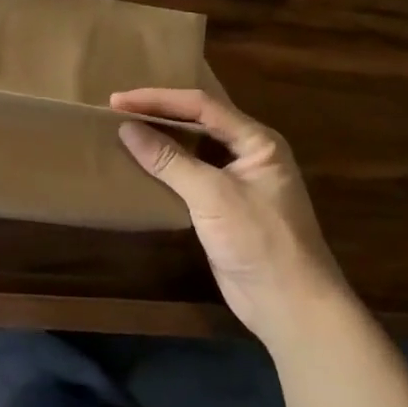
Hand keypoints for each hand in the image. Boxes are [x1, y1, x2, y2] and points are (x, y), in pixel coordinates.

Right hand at [113, 88, 348, 352]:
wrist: (290, 307)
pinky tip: (140, 166)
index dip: (159, 99)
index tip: (119, 100)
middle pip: (198, 121)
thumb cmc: (260, 241)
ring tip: (123, 131)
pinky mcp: (223, 208)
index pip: (202, 106)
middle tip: (117, 110)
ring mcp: (237, 181)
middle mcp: (248, 153)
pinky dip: (165, 168)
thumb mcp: (213, 196)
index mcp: (257, 140)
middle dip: (159, 113)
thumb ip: (170, 160)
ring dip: (160, 139)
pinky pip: (190, 176)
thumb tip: (127, 128)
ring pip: (193, 148)